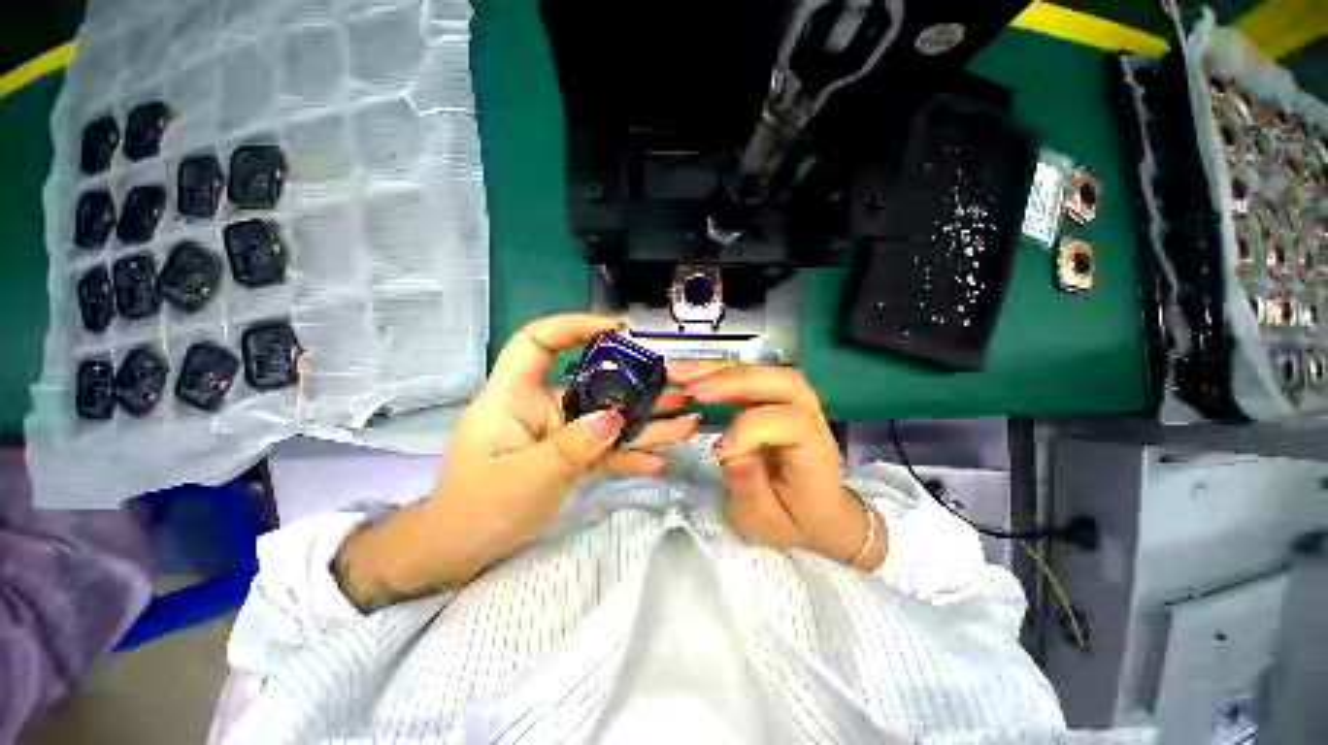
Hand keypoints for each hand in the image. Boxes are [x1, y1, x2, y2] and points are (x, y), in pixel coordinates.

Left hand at [334, 315, 697, 611]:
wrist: (457, 554)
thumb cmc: (475, 512)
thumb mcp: (524, 479)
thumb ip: (572, 447)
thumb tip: (615, 419)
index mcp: (513, 397)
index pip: (537, 342)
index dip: (573, 327)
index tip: (617, 330)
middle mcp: (539, 407)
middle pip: (590, 384)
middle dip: (635, 384)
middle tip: (676, 386)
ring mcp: (556, 433)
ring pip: (604, 419)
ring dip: (644, 422)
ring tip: (685, 424)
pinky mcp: (566, 456)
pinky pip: (601, 450)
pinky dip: (627, 455)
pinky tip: (657, 461)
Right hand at [669, 361, 885, 571]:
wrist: (817, 512)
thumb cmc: (792, 521)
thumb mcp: (766, 523)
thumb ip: (747, 488)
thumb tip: (724, 448)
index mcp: (815, 452)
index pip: (790, 423)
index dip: (751, 429)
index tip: (716, 451)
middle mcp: (811, 418)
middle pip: (782, 382)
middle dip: (735, 381)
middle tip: (694, 390)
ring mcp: (794, 403)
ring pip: (764, 371)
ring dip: (721, 369)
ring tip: (681, 372)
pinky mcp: (774, 399)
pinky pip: (749, 376)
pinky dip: (718, 371)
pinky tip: (692, 373)